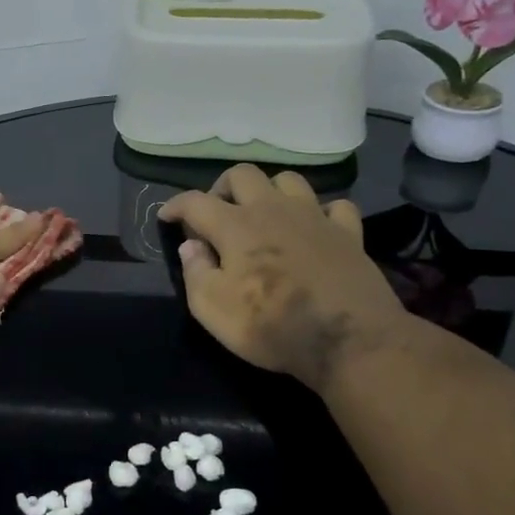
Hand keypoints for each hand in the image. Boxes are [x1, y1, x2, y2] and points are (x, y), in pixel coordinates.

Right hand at [159, 165, 408, 392]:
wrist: (349, 340)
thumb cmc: (271, 326)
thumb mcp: (212, 309)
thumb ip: (195, 272)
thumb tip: (190, 246)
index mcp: (235, 226)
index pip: (195, 201)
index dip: (175, 205)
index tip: (165, 216)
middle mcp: (272, 209)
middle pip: (243, 174)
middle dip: (222, 188)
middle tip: (217, 215)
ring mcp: (314, 217)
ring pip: (289, 180)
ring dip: (270, 191)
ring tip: (264, 215)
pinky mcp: (348, 233)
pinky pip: (335, 206)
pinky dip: (320, 213)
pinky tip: (315, 229)